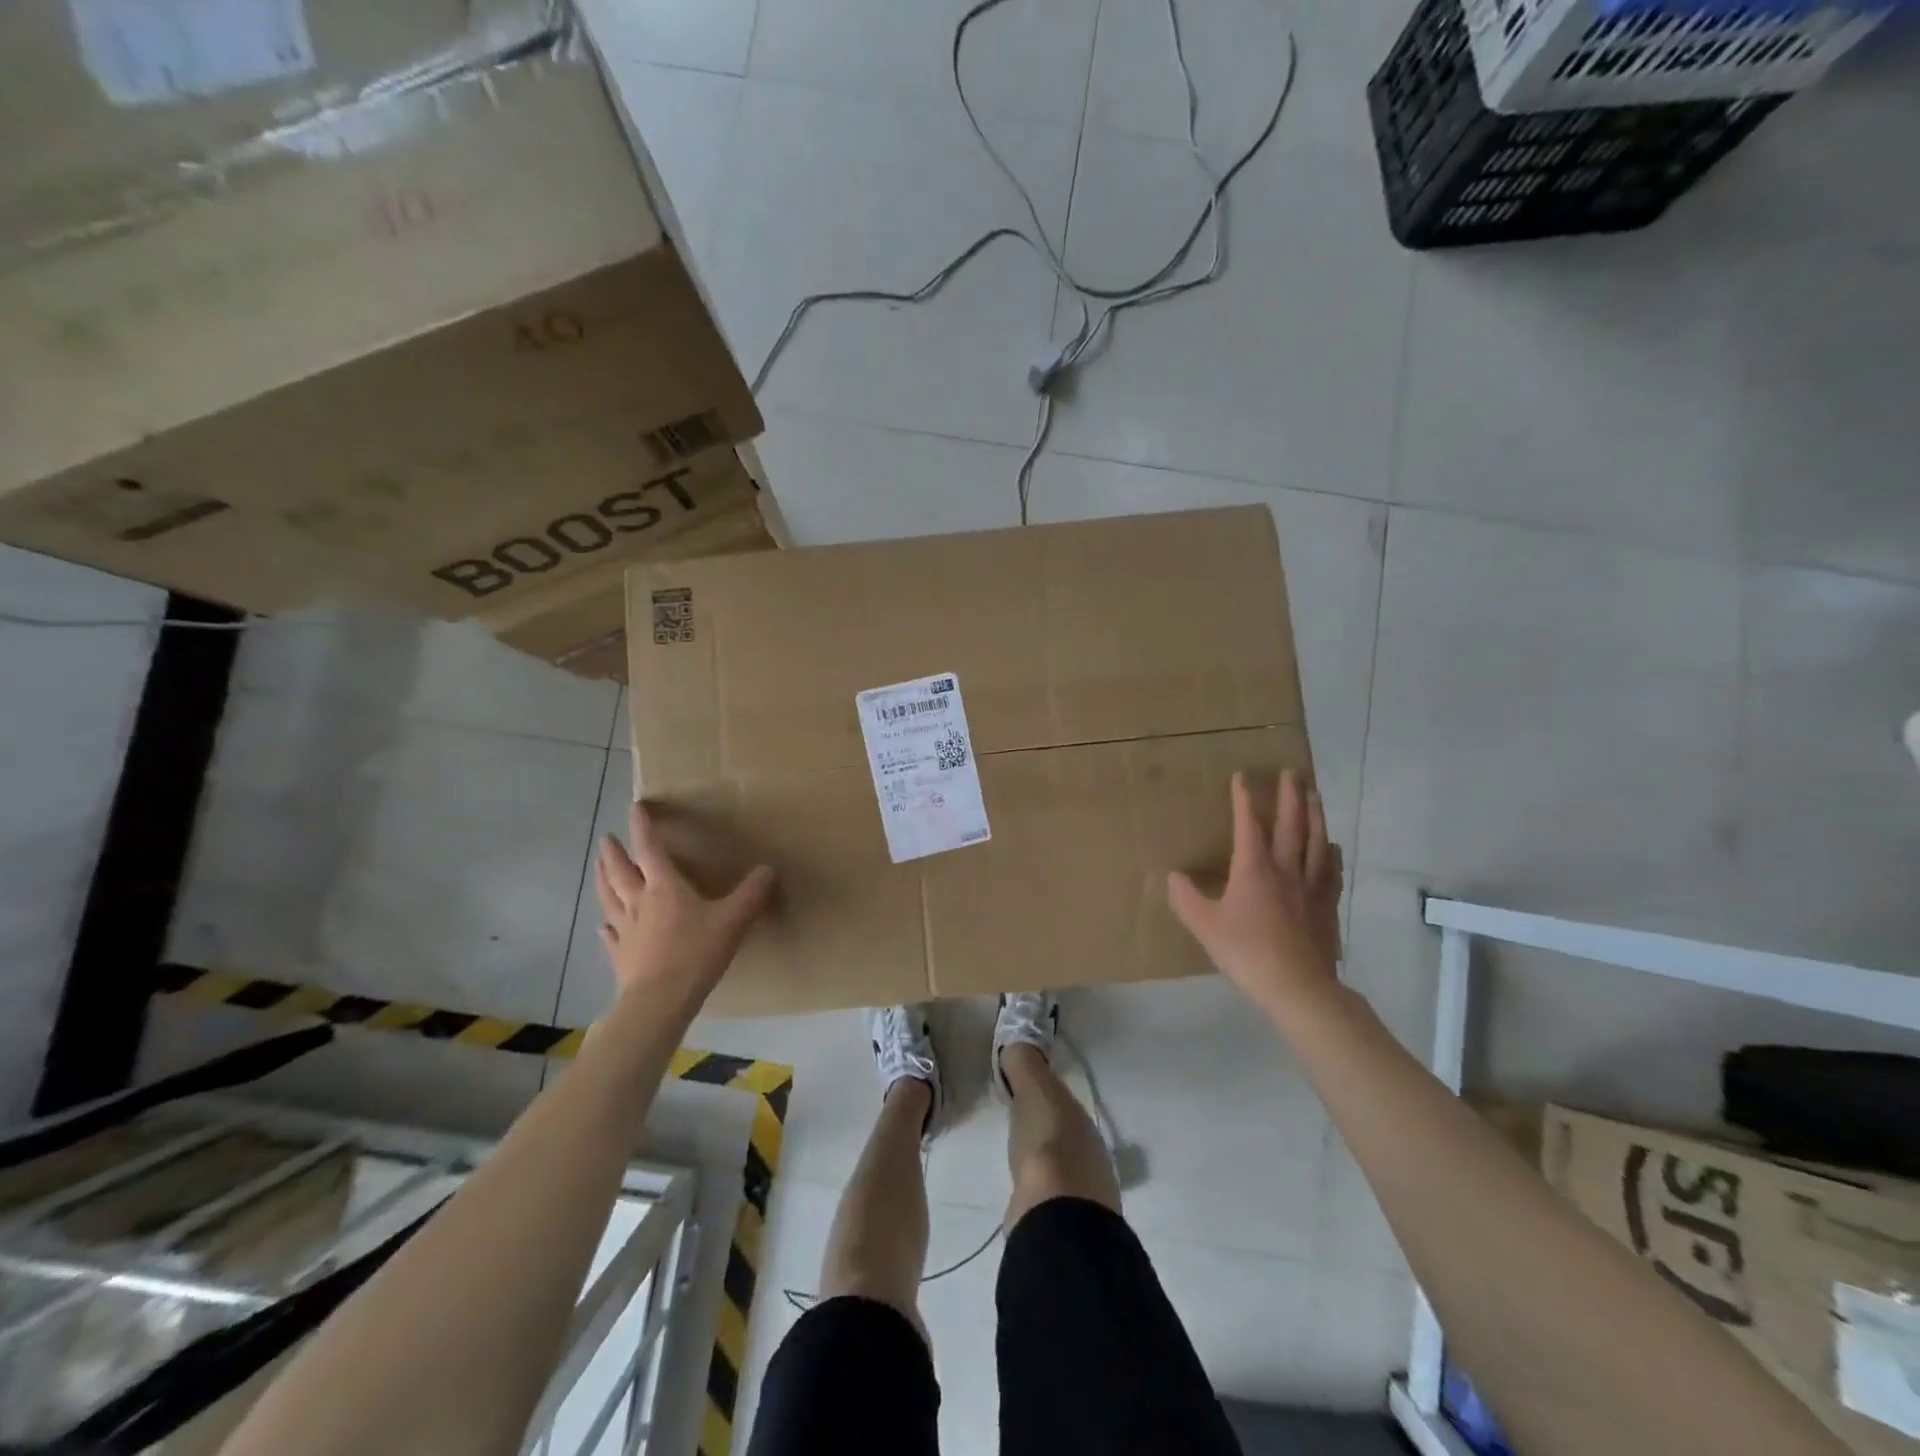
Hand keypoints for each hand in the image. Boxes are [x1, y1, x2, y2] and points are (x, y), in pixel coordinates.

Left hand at [595, 801, 774, 1009]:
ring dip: (602, 879)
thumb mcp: (733, 920)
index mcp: (664, 887)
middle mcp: (638, 902)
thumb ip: (751, 894)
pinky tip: (602, 926)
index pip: (649, 848)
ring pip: (607, 898)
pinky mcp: (620, 955)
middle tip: (606, 839)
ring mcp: (624, 929)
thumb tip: (768, 869)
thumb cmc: (696, 953)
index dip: (642, 826)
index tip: (635, 807)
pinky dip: (605, 926)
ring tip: (598, 867)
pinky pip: (609, 935)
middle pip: (619, 871)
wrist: (660, 1001)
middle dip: (613, 852)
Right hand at [1168, 770, 1343, 1018]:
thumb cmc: (1246, 951)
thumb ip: (1186, 898)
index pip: (1249, 824)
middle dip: (1289, 796)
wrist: (1298, 986)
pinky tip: (1331, 846)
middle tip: (1291, 772)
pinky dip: (1329, 852)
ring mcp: (1311, 886)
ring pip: (1315, 841)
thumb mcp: (1205, 926)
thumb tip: (1174, 876)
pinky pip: (1330, 870)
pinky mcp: (1327, 906)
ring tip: (1315, 794)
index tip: (1243, 776)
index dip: (1244, 798)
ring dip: (1315, 814)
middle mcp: (1286, 868)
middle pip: (1291, 824)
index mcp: (1254, 868)